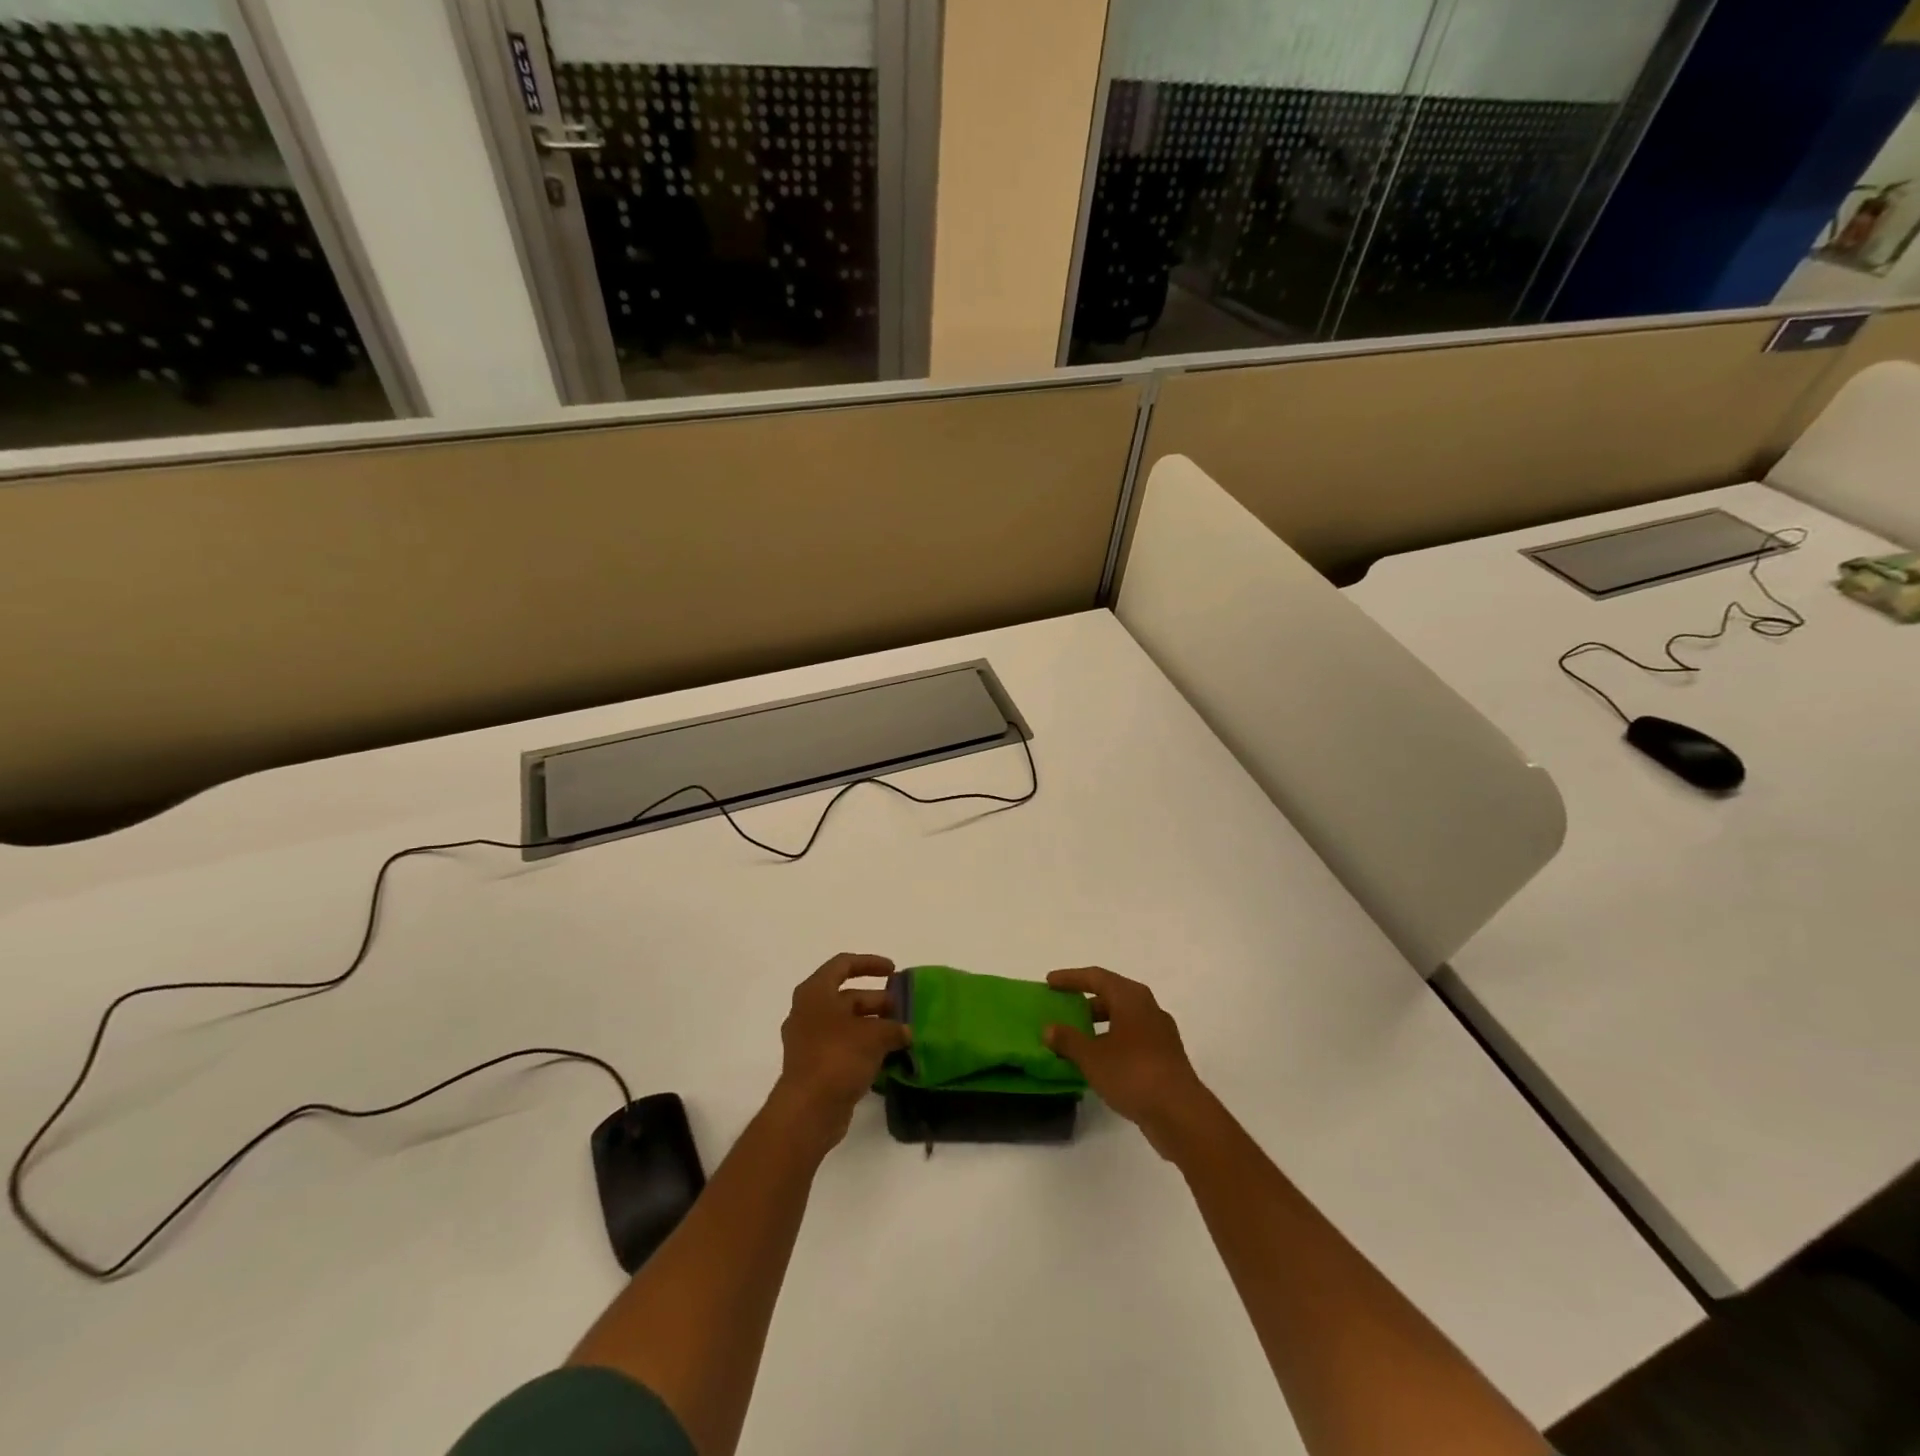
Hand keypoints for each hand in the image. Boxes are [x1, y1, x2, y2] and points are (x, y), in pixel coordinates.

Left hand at [770, 953, 910, 1150]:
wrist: (808, 1110)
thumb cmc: (838, 1057)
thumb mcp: (874, 1036)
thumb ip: (893, 1028)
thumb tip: (904, 1032)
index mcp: (815, 992)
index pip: (843, 964)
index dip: (870, 963)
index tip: (894, 971)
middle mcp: (808, 1011)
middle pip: (846, 996)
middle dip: (877, 1001)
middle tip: (902, 1010)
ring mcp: (808, 1040)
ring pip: (846, 1024)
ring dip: (873, 1026)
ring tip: (901, 1035)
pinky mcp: (814, 1066)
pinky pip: (843, 1047)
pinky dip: (864, 1047)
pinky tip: (887, 1057)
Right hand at [1043, 967, 1214, 1158]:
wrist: (1181, 1113)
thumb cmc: (1133, 1073)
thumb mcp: (1092, 1057)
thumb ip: (1068, 1040)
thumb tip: (1049, 1028)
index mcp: (1131, 997)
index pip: (1096, 977)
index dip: (1071, 978)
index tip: (1049, 982)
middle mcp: (1148, 1008)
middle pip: (1112, 995)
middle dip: (1086, 1000)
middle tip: (1063, 1009)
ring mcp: (1160, 1033)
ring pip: (1124, 1018)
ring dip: (1099, 1024)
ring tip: (1077, 1038)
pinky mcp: (1166, 1057)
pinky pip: (1133, 1038)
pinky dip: (1113, 1041)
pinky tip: (1099, 1061)